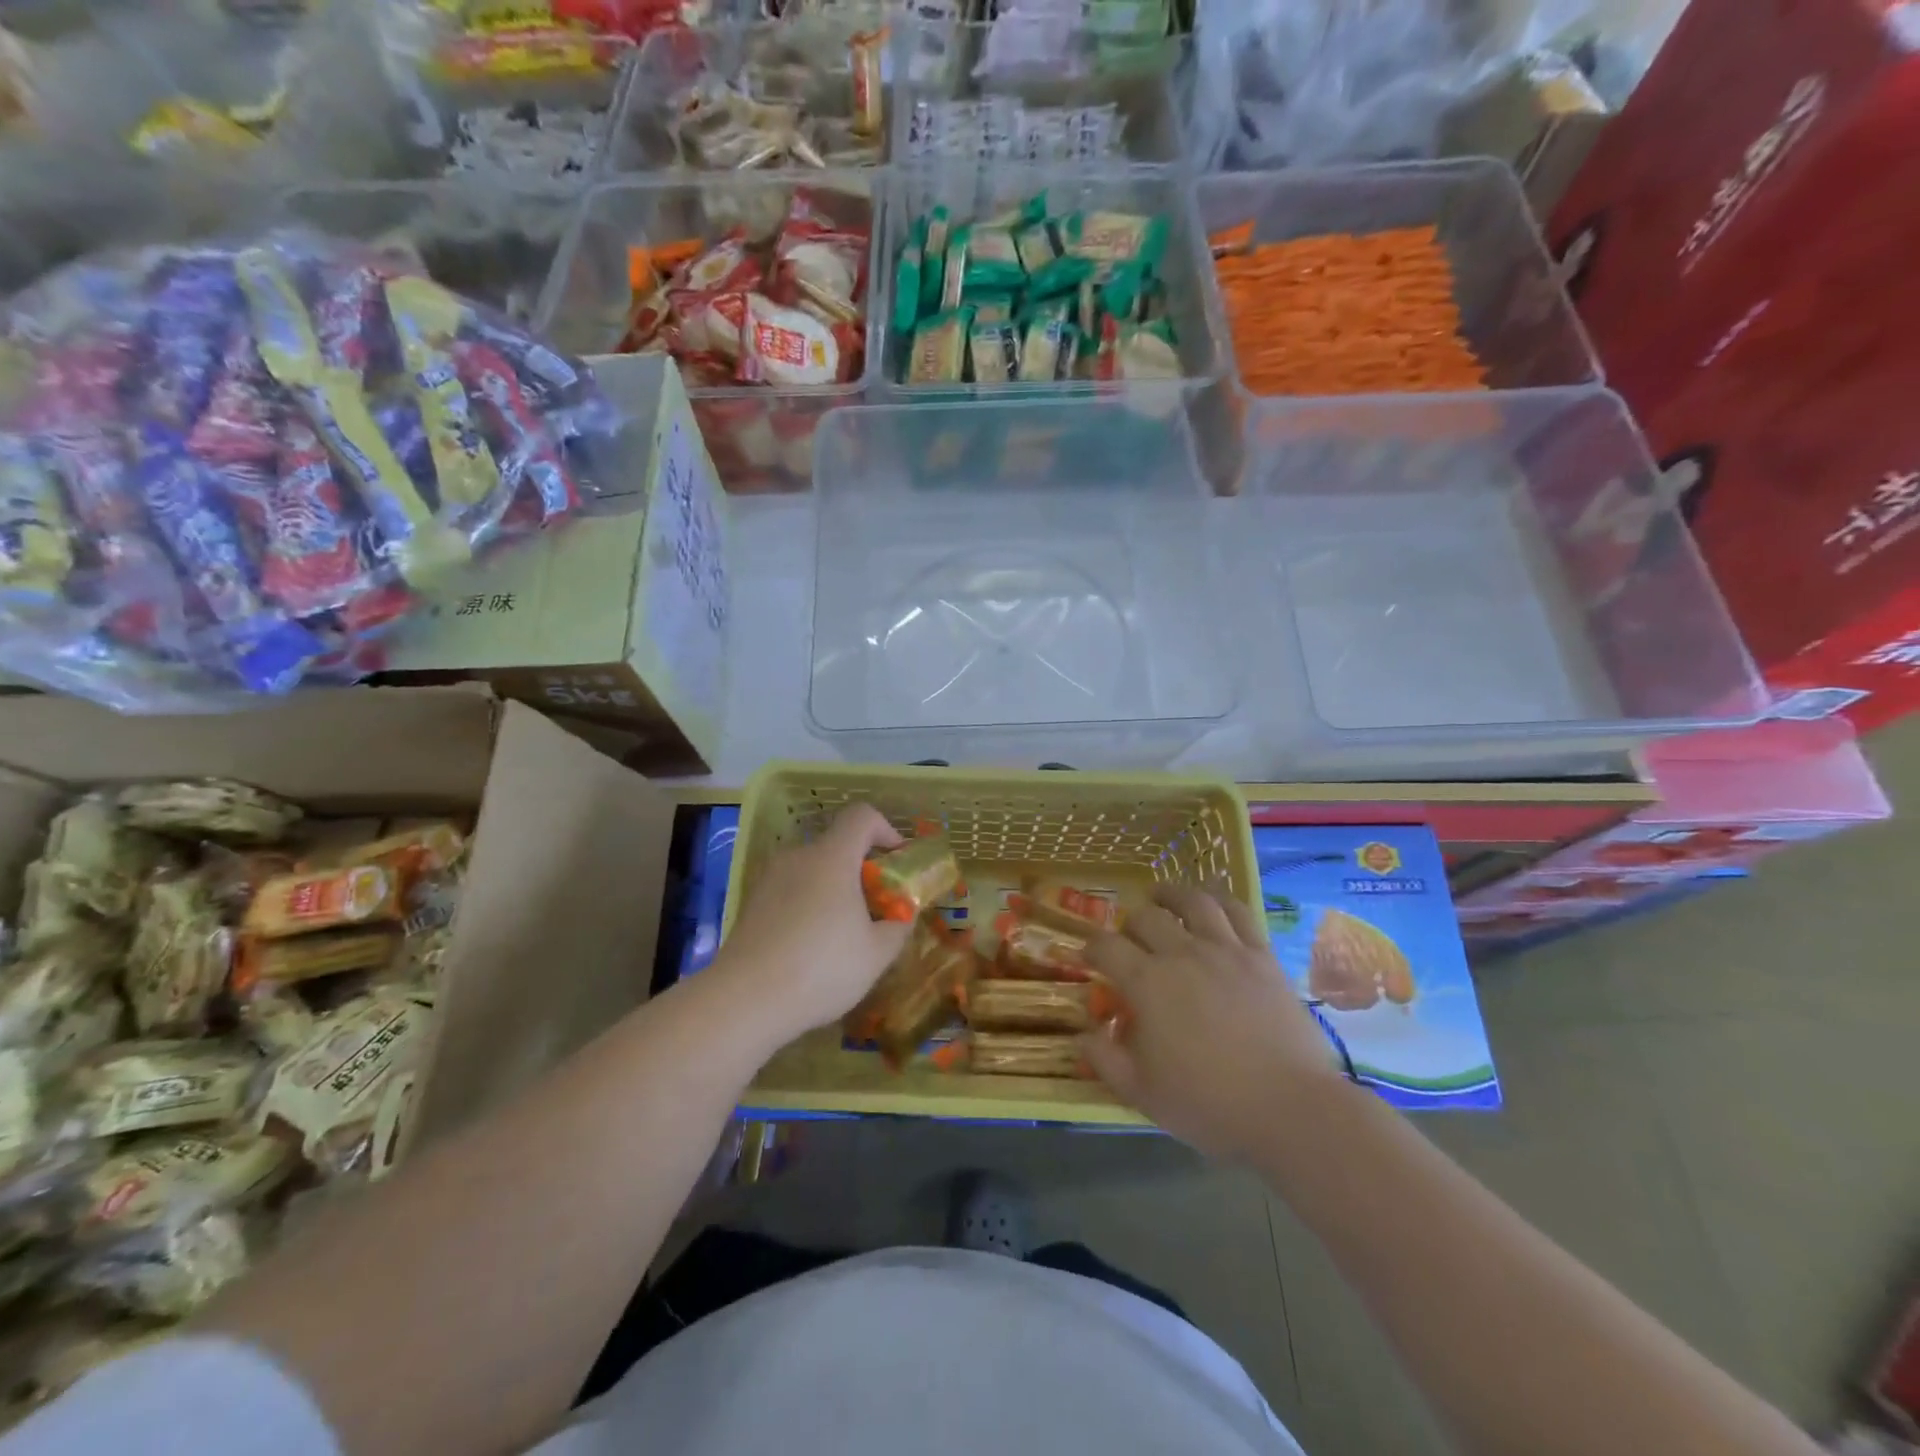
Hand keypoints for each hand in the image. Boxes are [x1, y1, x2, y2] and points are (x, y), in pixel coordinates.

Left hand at [710, 804, 913, 1043]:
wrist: (744, 1001)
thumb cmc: (821, 968)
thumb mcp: (876, 954)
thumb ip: (897, 927)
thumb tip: (901, 917)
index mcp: (832, 858)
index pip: (861, 816)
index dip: (885, 829)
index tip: (896, 860)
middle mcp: (798, 857)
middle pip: (836, 845)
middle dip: (860, 869)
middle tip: (874, 906)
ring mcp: (769, 879)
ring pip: (811, 870)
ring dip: (832, 889)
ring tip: (842, 932)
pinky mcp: (751, 904)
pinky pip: (790, 891)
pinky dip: (807, 906)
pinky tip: (809, 947)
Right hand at [1080, 883, 1346, 1160]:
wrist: (1290, 1108)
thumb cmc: (1209, 1104)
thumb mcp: (1143, 1093)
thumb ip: (1106, 1060)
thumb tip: (1085, 1034)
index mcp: (1147, 984)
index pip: (1107, 948)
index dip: (1091, 947)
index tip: (1088, 955)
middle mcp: (1182, 955)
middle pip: (1146, 918)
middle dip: (1129, 924)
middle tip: (1129, 938)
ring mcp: (1226, 951)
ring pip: (1193, 902)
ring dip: (1171, 894)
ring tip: (1162, 895)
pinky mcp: (1262, 956)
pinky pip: (1238, 913)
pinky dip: (1220, 900)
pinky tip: (1213, 903)